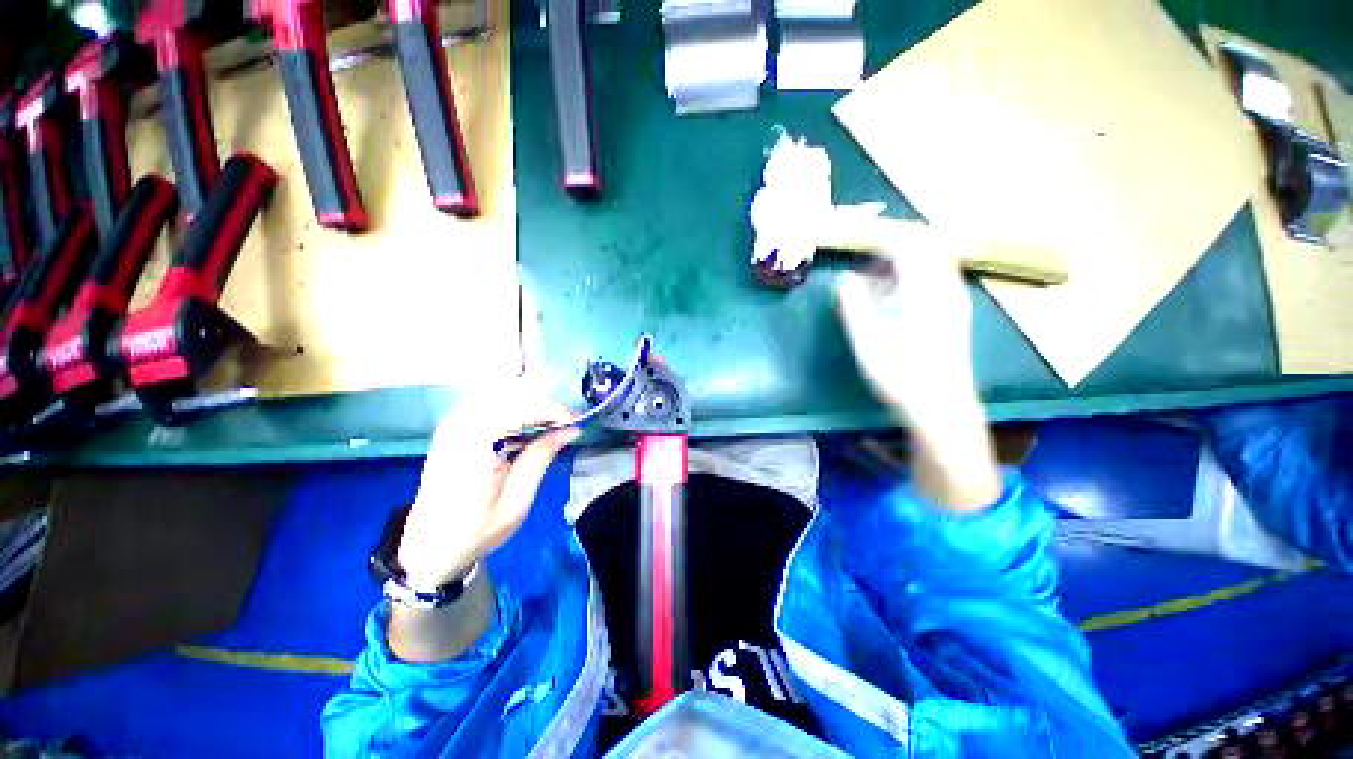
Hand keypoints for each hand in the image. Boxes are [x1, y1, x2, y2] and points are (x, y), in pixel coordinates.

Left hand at [395, 384, 578, 588]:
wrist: (429, 546)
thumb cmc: (476, 530)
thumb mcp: (517, 500)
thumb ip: (541, 457)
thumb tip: (570, 430)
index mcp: (476, 442)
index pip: (523, 405)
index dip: (554, 409)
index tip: (576, 423)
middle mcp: (461, 423)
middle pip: (513, 389)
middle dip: (545, 403)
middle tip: (565, 426)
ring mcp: (454, 421)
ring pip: (502, 390)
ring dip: (531, 403)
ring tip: (549, 426)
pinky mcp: (454, 425)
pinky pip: (491, 400)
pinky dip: (515, 407)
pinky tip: (526, 428)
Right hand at [835, 242, 1002, 510]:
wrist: (943, 409)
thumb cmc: (902, 377)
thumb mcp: (869, 342)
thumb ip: (855, 306)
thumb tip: (845, 278)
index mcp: (925, 293)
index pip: (908, 246)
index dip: (881, 236)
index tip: (857, 236)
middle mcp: (946, 289)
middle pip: (927, 246)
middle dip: (895, 240)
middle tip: (866, 247)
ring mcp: (954, 300)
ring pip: (934, 260)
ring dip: (905, 256)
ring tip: (876, 268)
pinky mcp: (954, 312)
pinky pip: (936, 276)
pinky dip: (913, 272)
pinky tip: (895, 290)